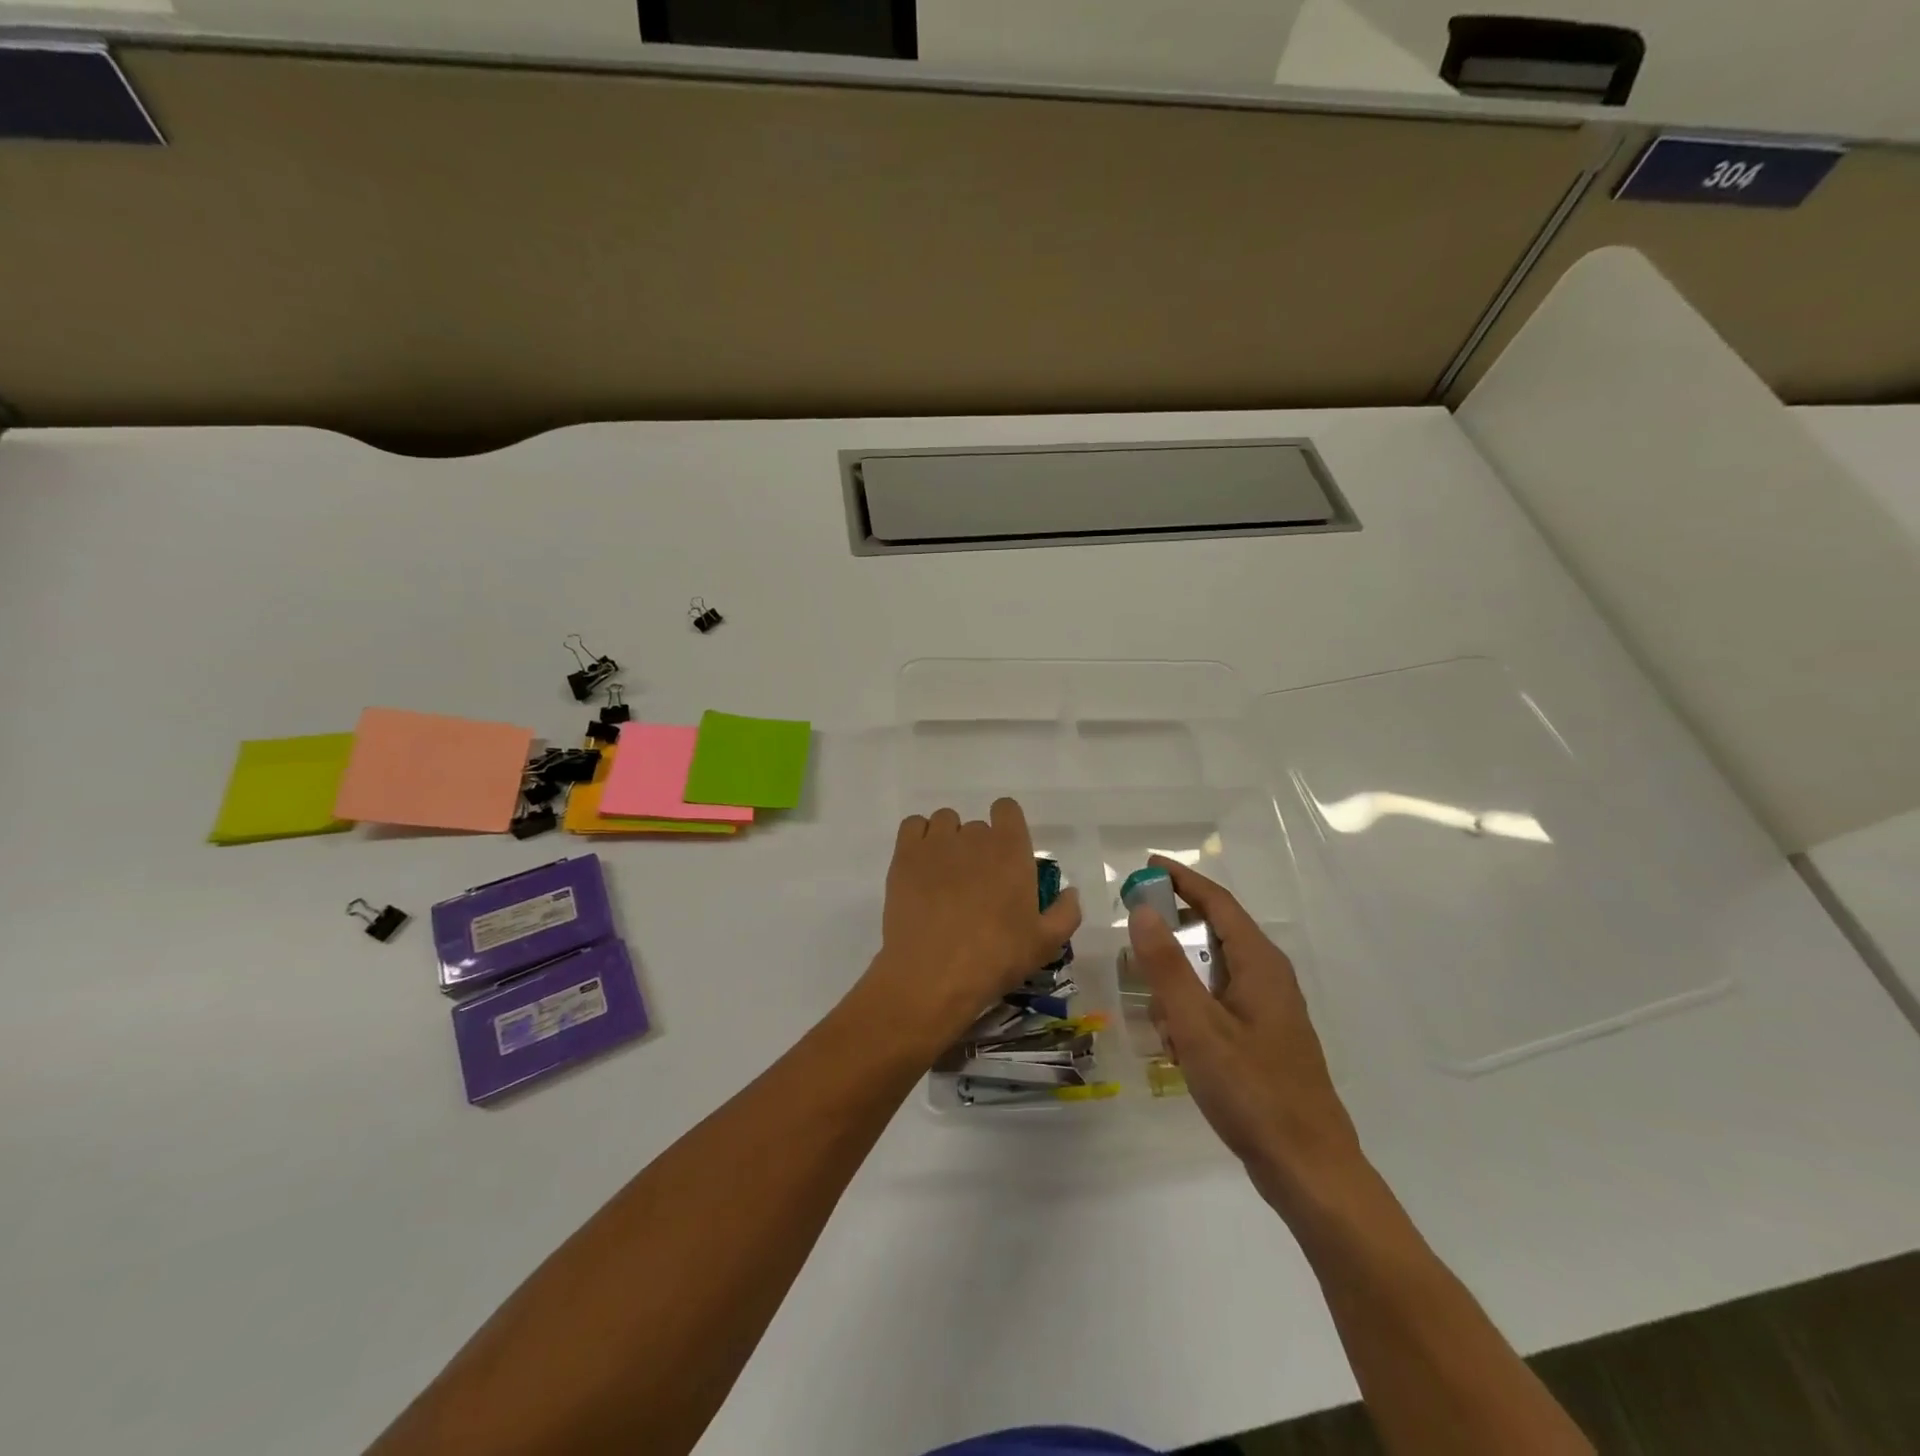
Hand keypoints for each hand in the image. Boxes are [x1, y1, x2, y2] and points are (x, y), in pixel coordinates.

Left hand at [864, 799, 1082, 1056]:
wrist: (933, 975)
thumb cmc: (995, 958)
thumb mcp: (1045, 944)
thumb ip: (1066, 912)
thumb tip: (1070, 891)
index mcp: (1010, 850)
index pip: (1007, 809)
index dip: (1006, 826)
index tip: (1004, 854)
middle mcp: (974, 837)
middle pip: (976, 826)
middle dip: (977, 848)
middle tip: (975, 884)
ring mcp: (936, 843)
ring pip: (944, 821)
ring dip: (947, 840)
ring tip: (944, 874)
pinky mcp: (905, 856)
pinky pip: (912, 825)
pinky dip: (918, 838)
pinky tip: (921, 865)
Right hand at [1128, 855, 1362, 1208]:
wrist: (1308, 1169)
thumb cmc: (1252, 1091)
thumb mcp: (1197, 1026)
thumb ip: (1166, 966)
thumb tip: (1142, 909)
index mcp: (1259, 963)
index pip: (1217, 901)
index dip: (1181, 878)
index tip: (1144, 866)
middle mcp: (1268, 976)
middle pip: (1216, 930)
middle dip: (1175, 926)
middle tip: (1132, 928)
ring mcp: (1269, 1008)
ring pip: (1215, 970)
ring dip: (1180, 976)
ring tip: (1150, 999)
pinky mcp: (1264, 1036)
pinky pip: (1219, 1001)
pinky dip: (1192, 1006)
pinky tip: (1175, 1039)